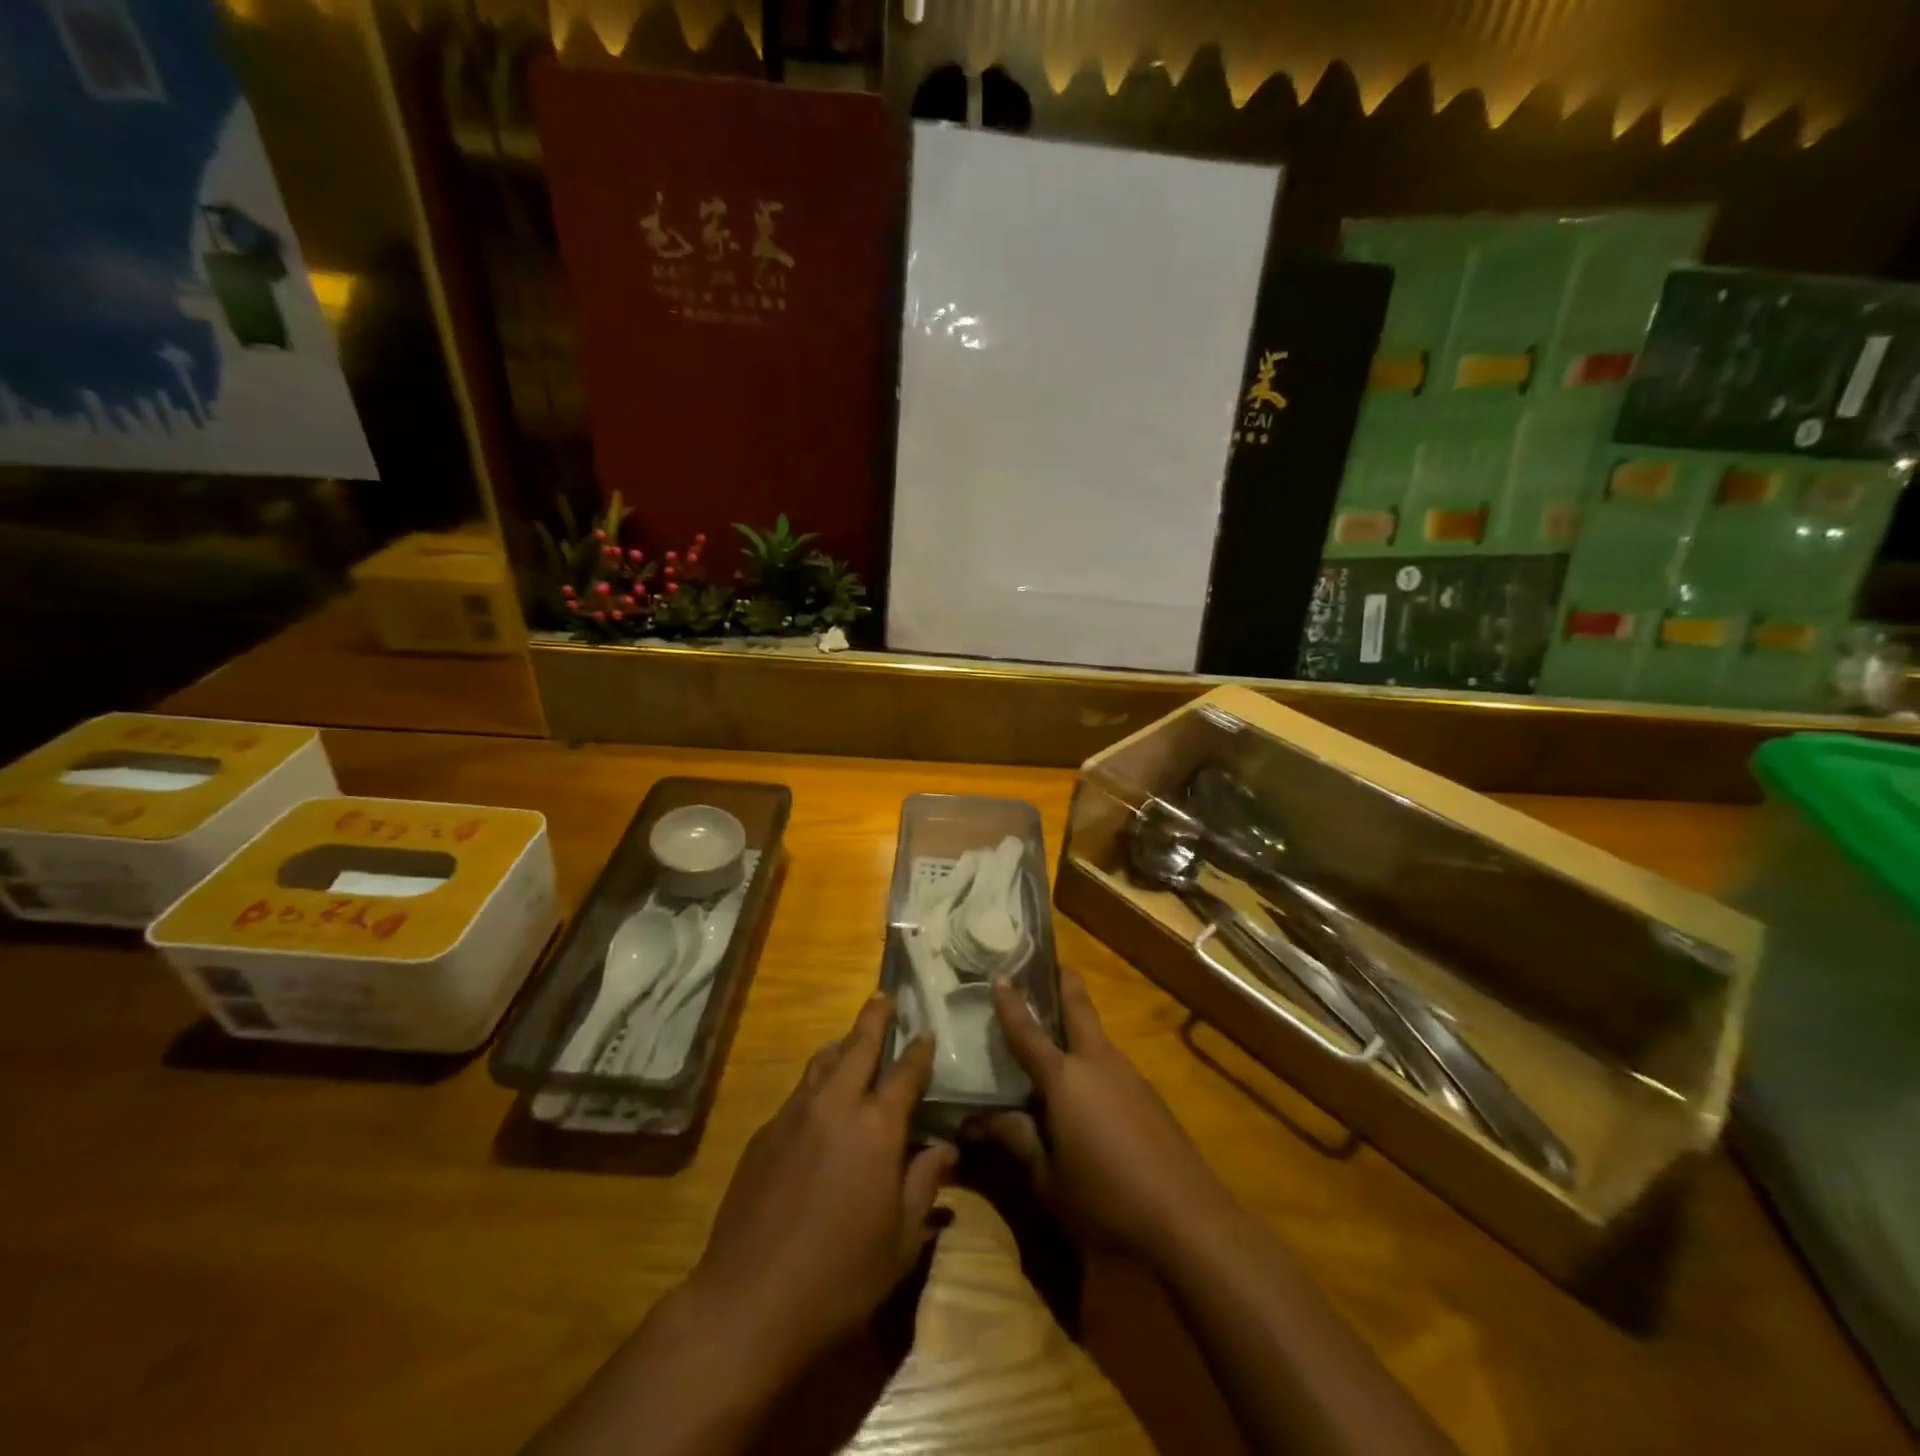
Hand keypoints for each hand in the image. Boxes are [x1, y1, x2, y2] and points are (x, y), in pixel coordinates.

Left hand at [689, 993, 956, 1371]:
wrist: (749, 1302)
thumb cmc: (841, 1277)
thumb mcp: (901, 1241)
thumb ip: (925, 1184)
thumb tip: (946, 1147)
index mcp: (878, 1127)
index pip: (906, 1073)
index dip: (919, 1050)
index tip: (926, 1032)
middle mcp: (836, 1106)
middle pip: (859, 1046)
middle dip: (874, 1017)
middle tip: (884, 995)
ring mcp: (795, 1115)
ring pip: (822, 1062)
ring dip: (841, 1045)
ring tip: (849, 1039)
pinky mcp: (764, 1134)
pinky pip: (798, 1093)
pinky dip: (815, 1082)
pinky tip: (817, 1102)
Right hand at [982, 968, 1233, 1264]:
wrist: (1188, 1220)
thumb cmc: (1105, 1200)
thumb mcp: (1048, 1179)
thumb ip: (1016, 1140)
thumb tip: (977, 1120)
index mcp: (1064, 1078)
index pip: (1027, 1032)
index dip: (1011, 1003)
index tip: (999, 974)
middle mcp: (1097, 1062)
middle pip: (1079, 1007)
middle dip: (1064, 982)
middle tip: (1048, 965)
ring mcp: (1129, 1075)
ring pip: (1098, 1035)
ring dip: (1079, 1023)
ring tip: (1057, 1030)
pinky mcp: (1150, 1096)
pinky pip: (1112, 1064)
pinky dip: (1094, 1059)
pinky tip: (1089, 1087)